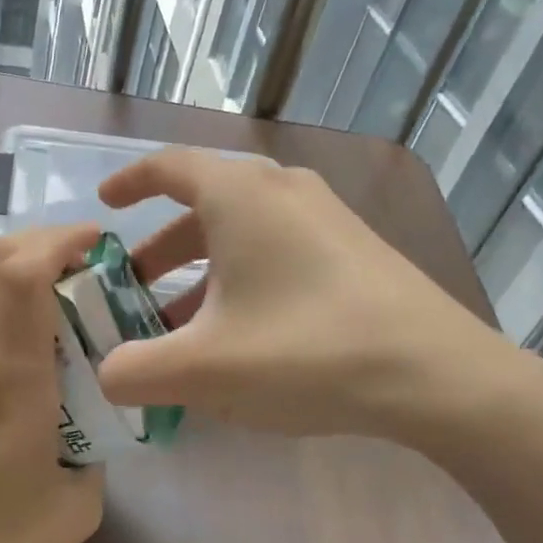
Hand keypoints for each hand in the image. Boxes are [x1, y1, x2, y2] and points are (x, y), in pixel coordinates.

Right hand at [96, 148, 521, 441]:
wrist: (438, 376)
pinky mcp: (354, 250)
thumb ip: (134, 371)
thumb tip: (108, 374)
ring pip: (242, 232)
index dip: (130, 182)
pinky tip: (241, 334)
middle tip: (133, 287)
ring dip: (201, 270)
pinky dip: (242, 279)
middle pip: (204, 205)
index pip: (169, 166)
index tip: (105, 206)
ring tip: (180, 325)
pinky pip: (277, 250)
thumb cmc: (306, 351)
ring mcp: (325, 218)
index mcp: (240, 197)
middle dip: (160, 248)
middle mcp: (282, 191)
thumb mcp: (202, 369)